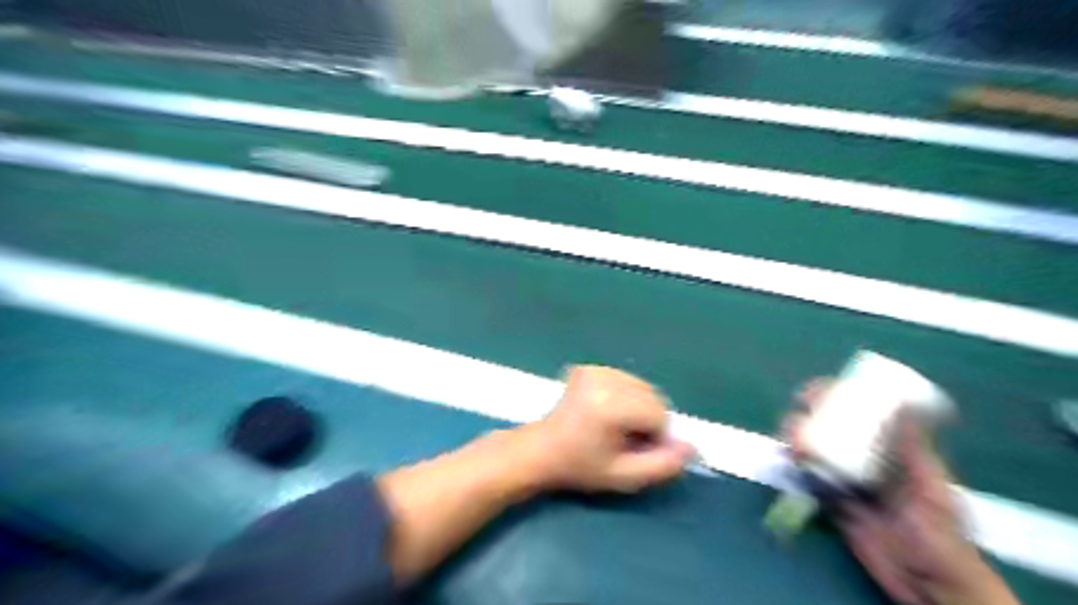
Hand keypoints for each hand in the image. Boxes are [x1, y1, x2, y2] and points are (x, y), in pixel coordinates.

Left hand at [521, 367, 690, 493]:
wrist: (541, 450)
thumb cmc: (581, 467)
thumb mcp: (624, 476)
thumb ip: (662, 464)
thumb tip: (692, 447)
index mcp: (609, 404)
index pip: (659, 414)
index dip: (654, 436)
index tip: (632, 449)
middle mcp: (603, 379)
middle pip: (653, 396)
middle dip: (648, 419)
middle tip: (623, 439)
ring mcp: (595, 370)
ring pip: (642, 387)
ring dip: (638, 407)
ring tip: (614, 425)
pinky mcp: (589, 367)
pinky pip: (626, 381)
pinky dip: (626, 396)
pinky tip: (605, 411)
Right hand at [785, 381, 1020, 604]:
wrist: (928, 584)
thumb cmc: (940, 535)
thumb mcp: (932, 490)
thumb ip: (916, 452)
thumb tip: (904, 405)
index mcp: (894, 454)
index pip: (863, 417)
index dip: (838, 399)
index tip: (818, 389)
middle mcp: (868, 463)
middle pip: (832, 431)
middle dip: (810, 417)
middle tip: (797, 412)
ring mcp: (849, 483)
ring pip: (817, 452)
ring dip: (799, 440)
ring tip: (789, 437)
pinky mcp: (834, 503)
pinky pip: (812, 480)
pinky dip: (798, 468)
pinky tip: (789, 459)